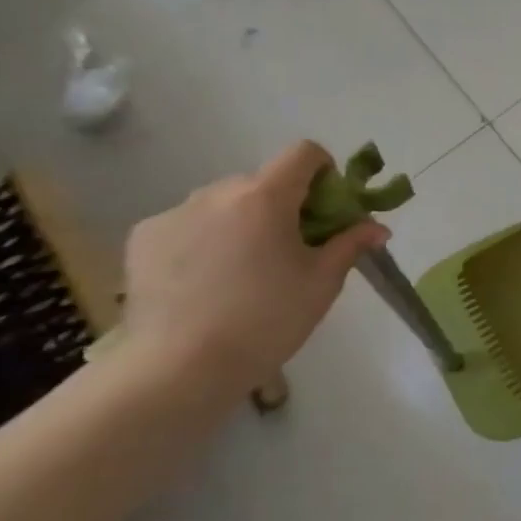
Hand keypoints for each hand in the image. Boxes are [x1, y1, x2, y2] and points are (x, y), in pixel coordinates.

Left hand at [118, 142, 388, 397]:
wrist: (180, 367)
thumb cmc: (267, 320)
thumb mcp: (322, 282)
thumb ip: (350, 244)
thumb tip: (377, 227)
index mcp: (265, 197)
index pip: (304, 153)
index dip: (325, 171)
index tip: (329, 209)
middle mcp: (217, 192)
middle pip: (264, 181)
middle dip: (284, 205)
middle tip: (292, 250)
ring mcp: (174, 213)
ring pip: (224, 204)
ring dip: (243, 222)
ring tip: (244, 272)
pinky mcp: (144, 238)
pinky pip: (188, 224)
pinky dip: (206, 240)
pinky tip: (207, 282)